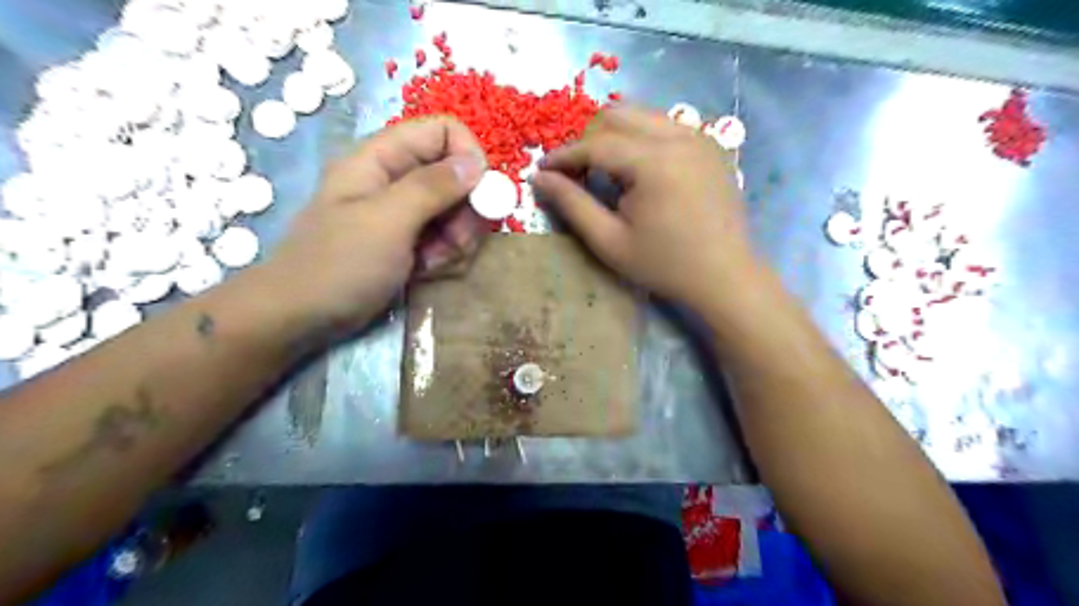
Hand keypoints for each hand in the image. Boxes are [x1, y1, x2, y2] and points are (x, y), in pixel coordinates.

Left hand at [264, 116, 490, 337]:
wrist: (302, 318)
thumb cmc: (338, 265)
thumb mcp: (387, 222)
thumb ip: (432, 187)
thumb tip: (477, 162)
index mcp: (382, 158)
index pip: (443, 131)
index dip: (469, 156)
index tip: (481, 195)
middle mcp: (397, 179)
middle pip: (457, 176)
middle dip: (466, 212)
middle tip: (456, 242)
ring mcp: (404, 213)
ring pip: (457, 212)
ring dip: (457, 241)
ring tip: (433, 264)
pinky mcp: (410, 242)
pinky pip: (447, 239)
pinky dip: (446, 257)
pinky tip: (426, 272)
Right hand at [533, 104, 756, 317]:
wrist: (725, 276)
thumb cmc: (664, 265)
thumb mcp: (609, 241)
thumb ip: (572, 204)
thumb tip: (538, 178)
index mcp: (653, 161)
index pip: (596, 143)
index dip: (564, 155)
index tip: (542, 170)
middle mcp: (678, 136)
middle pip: (617, 114)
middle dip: (588, 139)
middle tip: (575, 172)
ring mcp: (698, 137)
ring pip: (642, 115)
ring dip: (614, 135)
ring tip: (604, 170)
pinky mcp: (709, 145)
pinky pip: (664, 126)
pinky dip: (640, 138)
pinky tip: (637, 170)